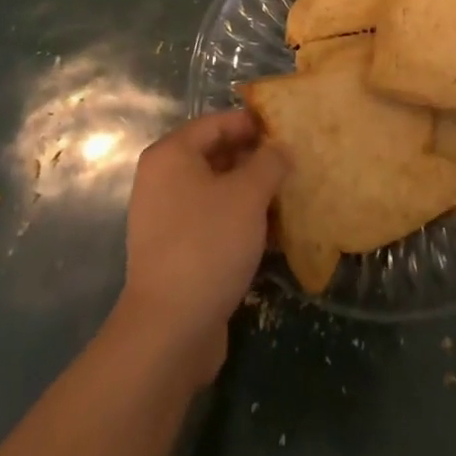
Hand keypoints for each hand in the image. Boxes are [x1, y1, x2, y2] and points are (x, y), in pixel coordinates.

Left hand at [112, 109, 287, 384]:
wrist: (169, 332)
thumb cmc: (208, 244)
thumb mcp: (248, 194)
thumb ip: (269, 162)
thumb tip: (281, 148)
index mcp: (171, 155)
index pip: (217, 123)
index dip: (252, 124)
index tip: (286, 129)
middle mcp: (163, 181)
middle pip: (216, 156)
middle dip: (255, 160)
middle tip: (293, 164)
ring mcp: (166, 219)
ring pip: (218, 192)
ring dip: (252, 194)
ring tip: (290, 198)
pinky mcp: (176, 253)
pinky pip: (213, 223)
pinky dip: (241, 223)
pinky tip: (274, 235)